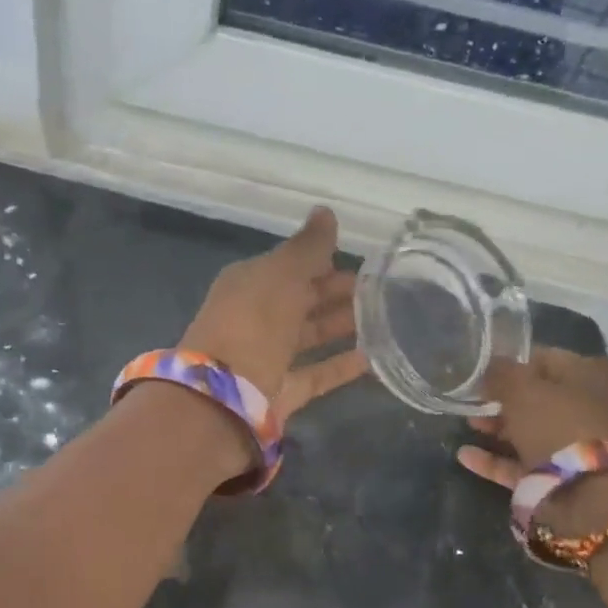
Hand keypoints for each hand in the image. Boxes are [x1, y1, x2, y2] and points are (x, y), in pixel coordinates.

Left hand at [180, 206, 368, 425]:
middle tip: (380, 290)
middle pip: (301, 300)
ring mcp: (267, 356)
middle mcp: (255, 318)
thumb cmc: (252, 323)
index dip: (322, 261)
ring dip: (341, 325)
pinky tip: (373, 358)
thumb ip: (308, 246)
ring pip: (309, 335)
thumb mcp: (282, 274)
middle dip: (336, 293)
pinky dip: (341, 365)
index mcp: (248, 284)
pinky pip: (317, 373)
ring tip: (384, 319)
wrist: (223, 396)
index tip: (362, 261)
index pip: (289, 266)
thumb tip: (326, 211)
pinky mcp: (281, 391)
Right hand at [455, 349, 607, 532]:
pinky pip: (523, 463)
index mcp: (592, 375)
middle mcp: (590, 407)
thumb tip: (489, 368)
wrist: (589, 495)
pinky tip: (465, 456)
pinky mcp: (562, 477)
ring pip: (530, 431)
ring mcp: (577, 445)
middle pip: (538, 397)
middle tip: (470, 400)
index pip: (545, 359)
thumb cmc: (559, 425)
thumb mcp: (522, 389)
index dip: (511, 363)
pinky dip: (495, 459)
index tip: (480, 372)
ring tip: (466, 425)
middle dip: (501, 400)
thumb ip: (501, 373)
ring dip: (496, 428)